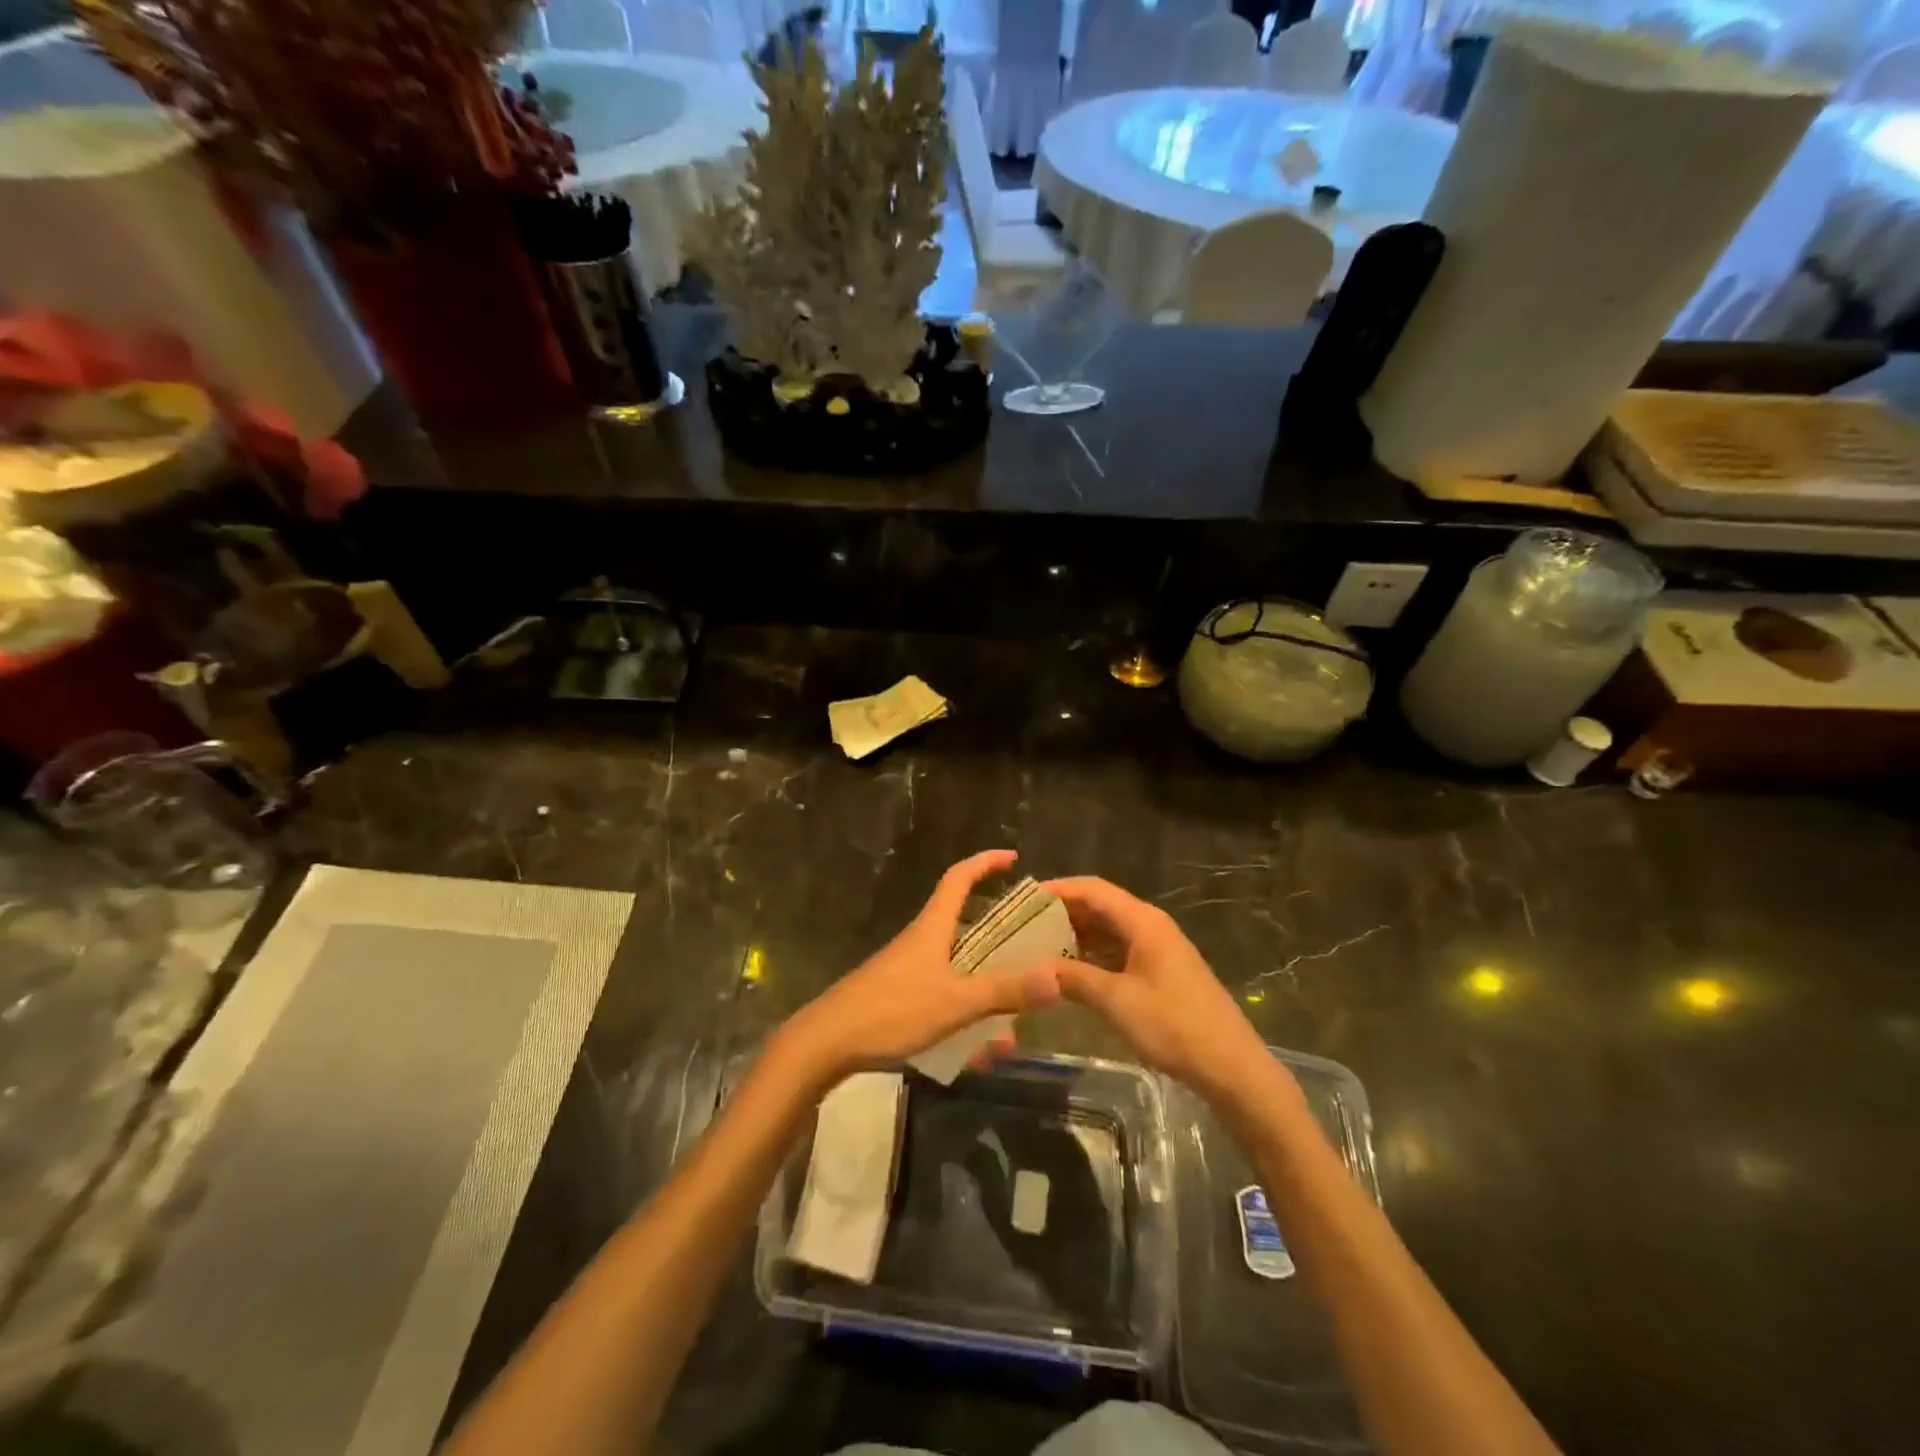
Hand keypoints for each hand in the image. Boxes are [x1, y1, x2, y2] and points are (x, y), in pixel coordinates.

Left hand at [778, 851, 1061, 1087]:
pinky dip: (964, 1012)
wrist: (826, 1042)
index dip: (985, 862)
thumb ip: (1004, 992)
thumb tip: (1057, 979)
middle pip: (963, 921)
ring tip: (1011, 1018)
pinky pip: (942, 993)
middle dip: (997, 933)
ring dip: (984, 984)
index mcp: (932, 927)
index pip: (959, 877)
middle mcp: (921, 940)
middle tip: (1029, 947)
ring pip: (956, 965)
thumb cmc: (892, 1010)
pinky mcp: (898, 995)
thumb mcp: (955, 1002)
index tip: (1013, 857)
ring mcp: (907, 967)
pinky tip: (977, 1051)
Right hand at [1044, 876, 1286, 1108]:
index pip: (1093, 889)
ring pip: (1108, 930)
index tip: (1024, 899)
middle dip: (1063, 913)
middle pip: (1100, 906)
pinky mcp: (1159, 971)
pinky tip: (1069, 972)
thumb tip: (1037, 968)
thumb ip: (1075, 979)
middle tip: (1024, 926)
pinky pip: (1118, 952)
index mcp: (1143, 921)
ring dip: (1076, 936)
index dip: (1058, 889)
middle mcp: (1150, 926)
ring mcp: (1156, 949)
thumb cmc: (1174, 1026)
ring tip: (1038, 948)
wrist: (1231, 1066)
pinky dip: (1092, 956)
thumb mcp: (1118, 1001)